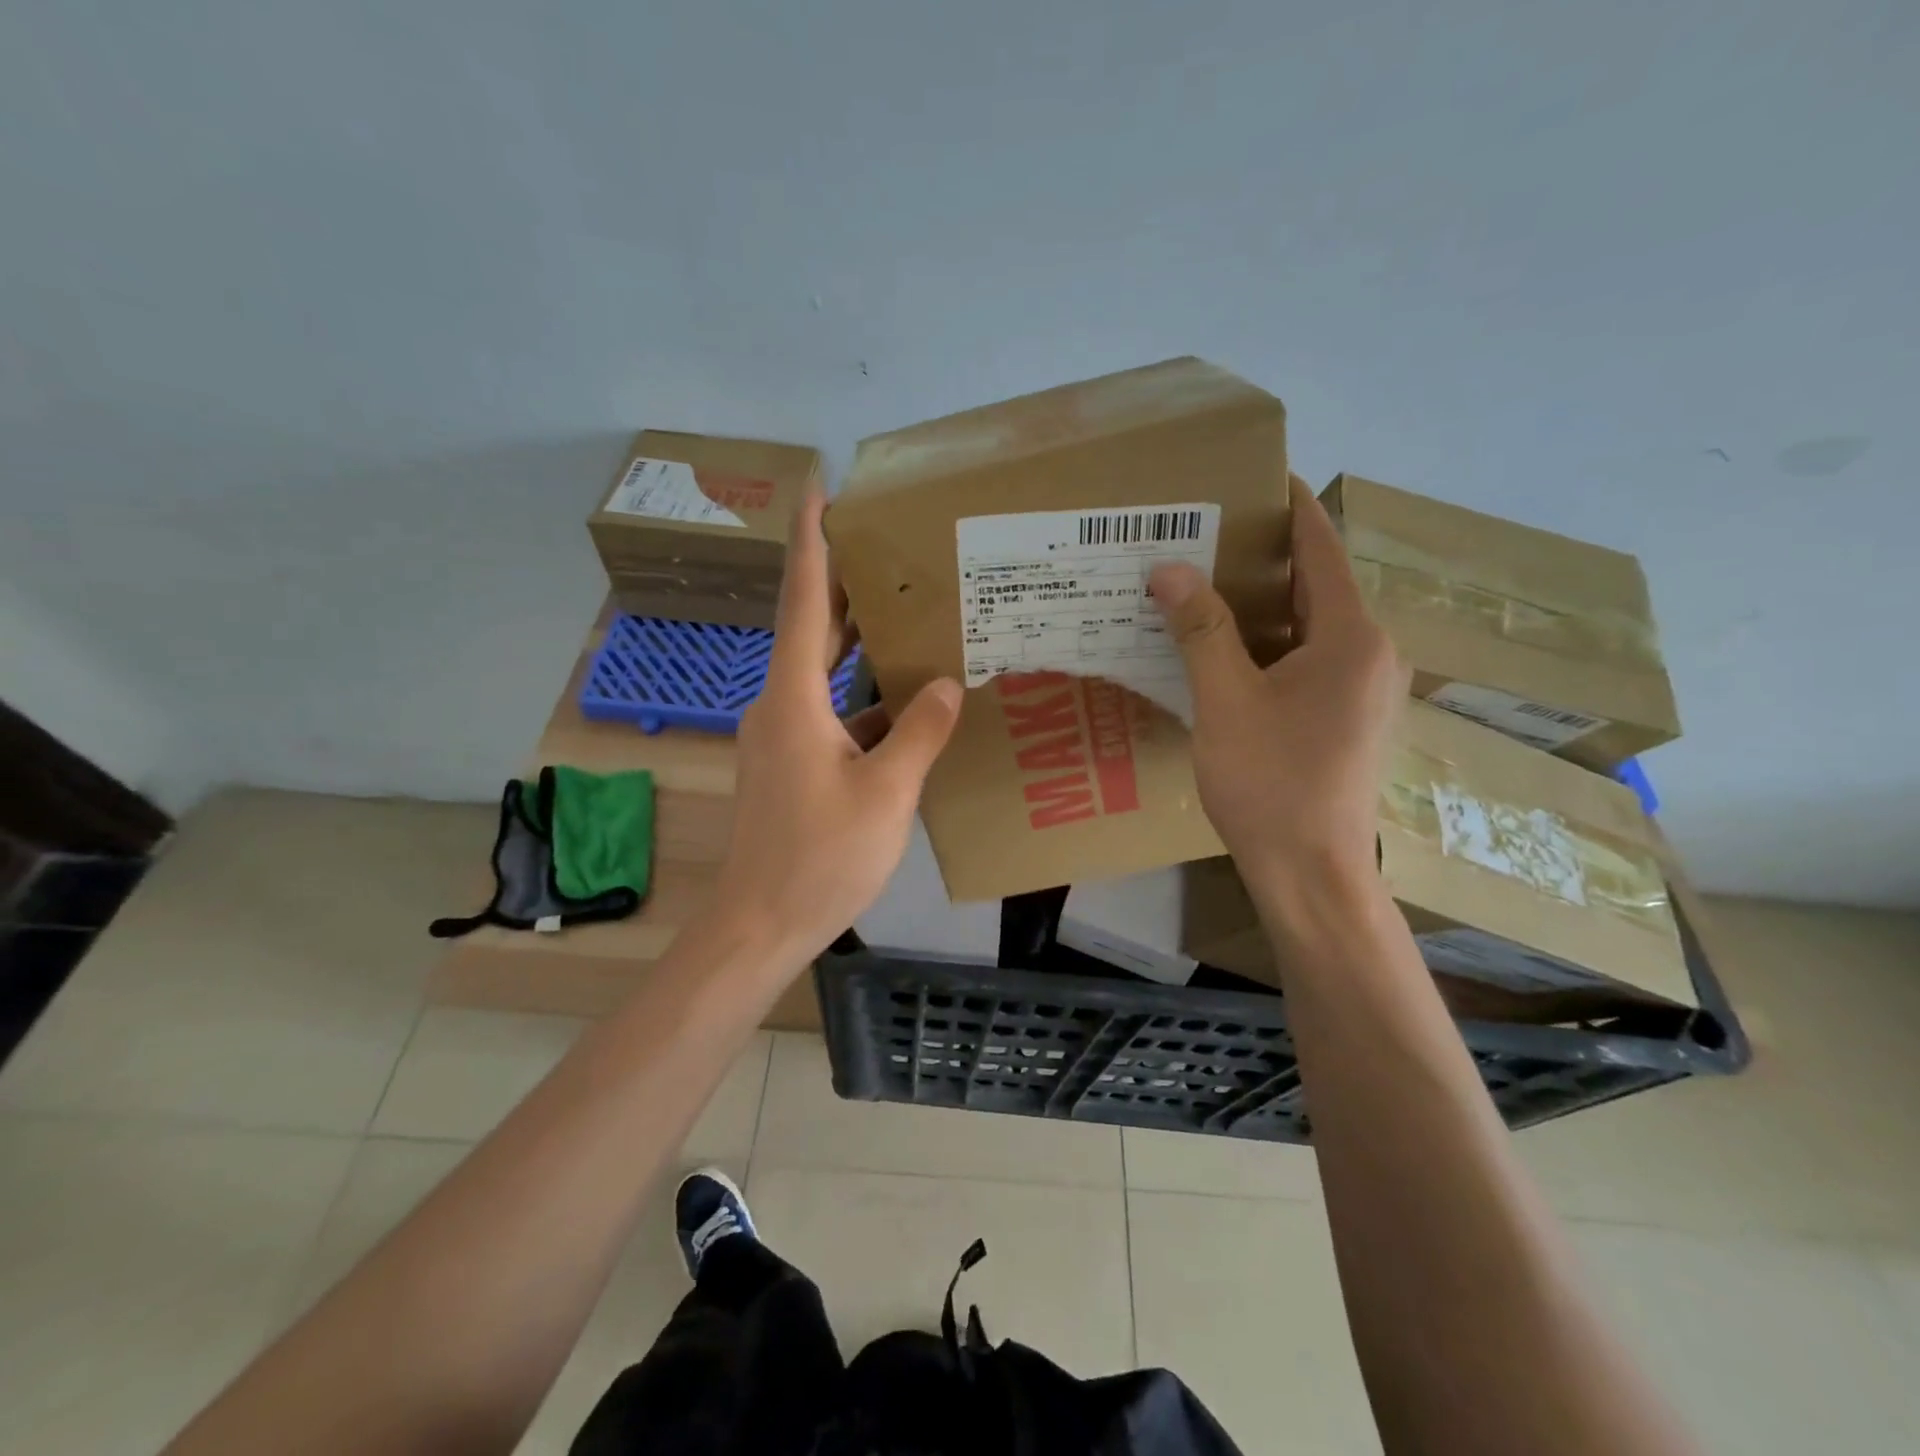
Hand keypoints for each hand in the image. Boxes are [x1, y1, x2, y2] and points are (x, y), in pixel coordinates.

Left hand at [713, 492, 962, 963]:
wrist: (761, 924)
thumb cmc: (820, 858)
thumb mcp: (885, 793)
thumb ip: (920, 732)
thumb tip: (948, 683)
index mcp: (794, 700)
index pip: (802, 602)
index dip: (810, 543)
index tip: (817, 490)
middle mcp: (780, 707)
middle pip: (812, 631)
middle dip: (843, 585)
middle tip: (884, 542)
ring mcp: (783, 739)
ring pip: (824, 676)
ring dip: (859, 647)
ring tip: (908, 613)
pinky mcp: (792, 766)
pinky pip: (832, 715)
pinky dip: (865, 702)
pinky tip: (908, 705)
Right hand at [1150, 477, 1408, 893]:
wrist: (1309, 872)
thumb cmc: (1270, 782)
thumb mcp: (1226, 701)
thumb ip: (1200, 629)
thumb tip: (1168, 568)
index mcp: (1351, 636)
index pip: (1321, 548)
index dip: (1289, 507)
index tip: (1253, 476)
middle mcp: (1370, 652)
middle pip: (1315, 584)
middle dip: (1263, 556)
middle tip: (1203, 534)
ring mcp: (1362, 688)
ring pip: (1309, 625)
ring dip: (1261, 603)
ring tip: (1202, 583)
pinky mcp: (1346, 717)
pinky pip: (1308, 659)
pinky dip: (1268, 643)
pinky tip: (1222, 648)